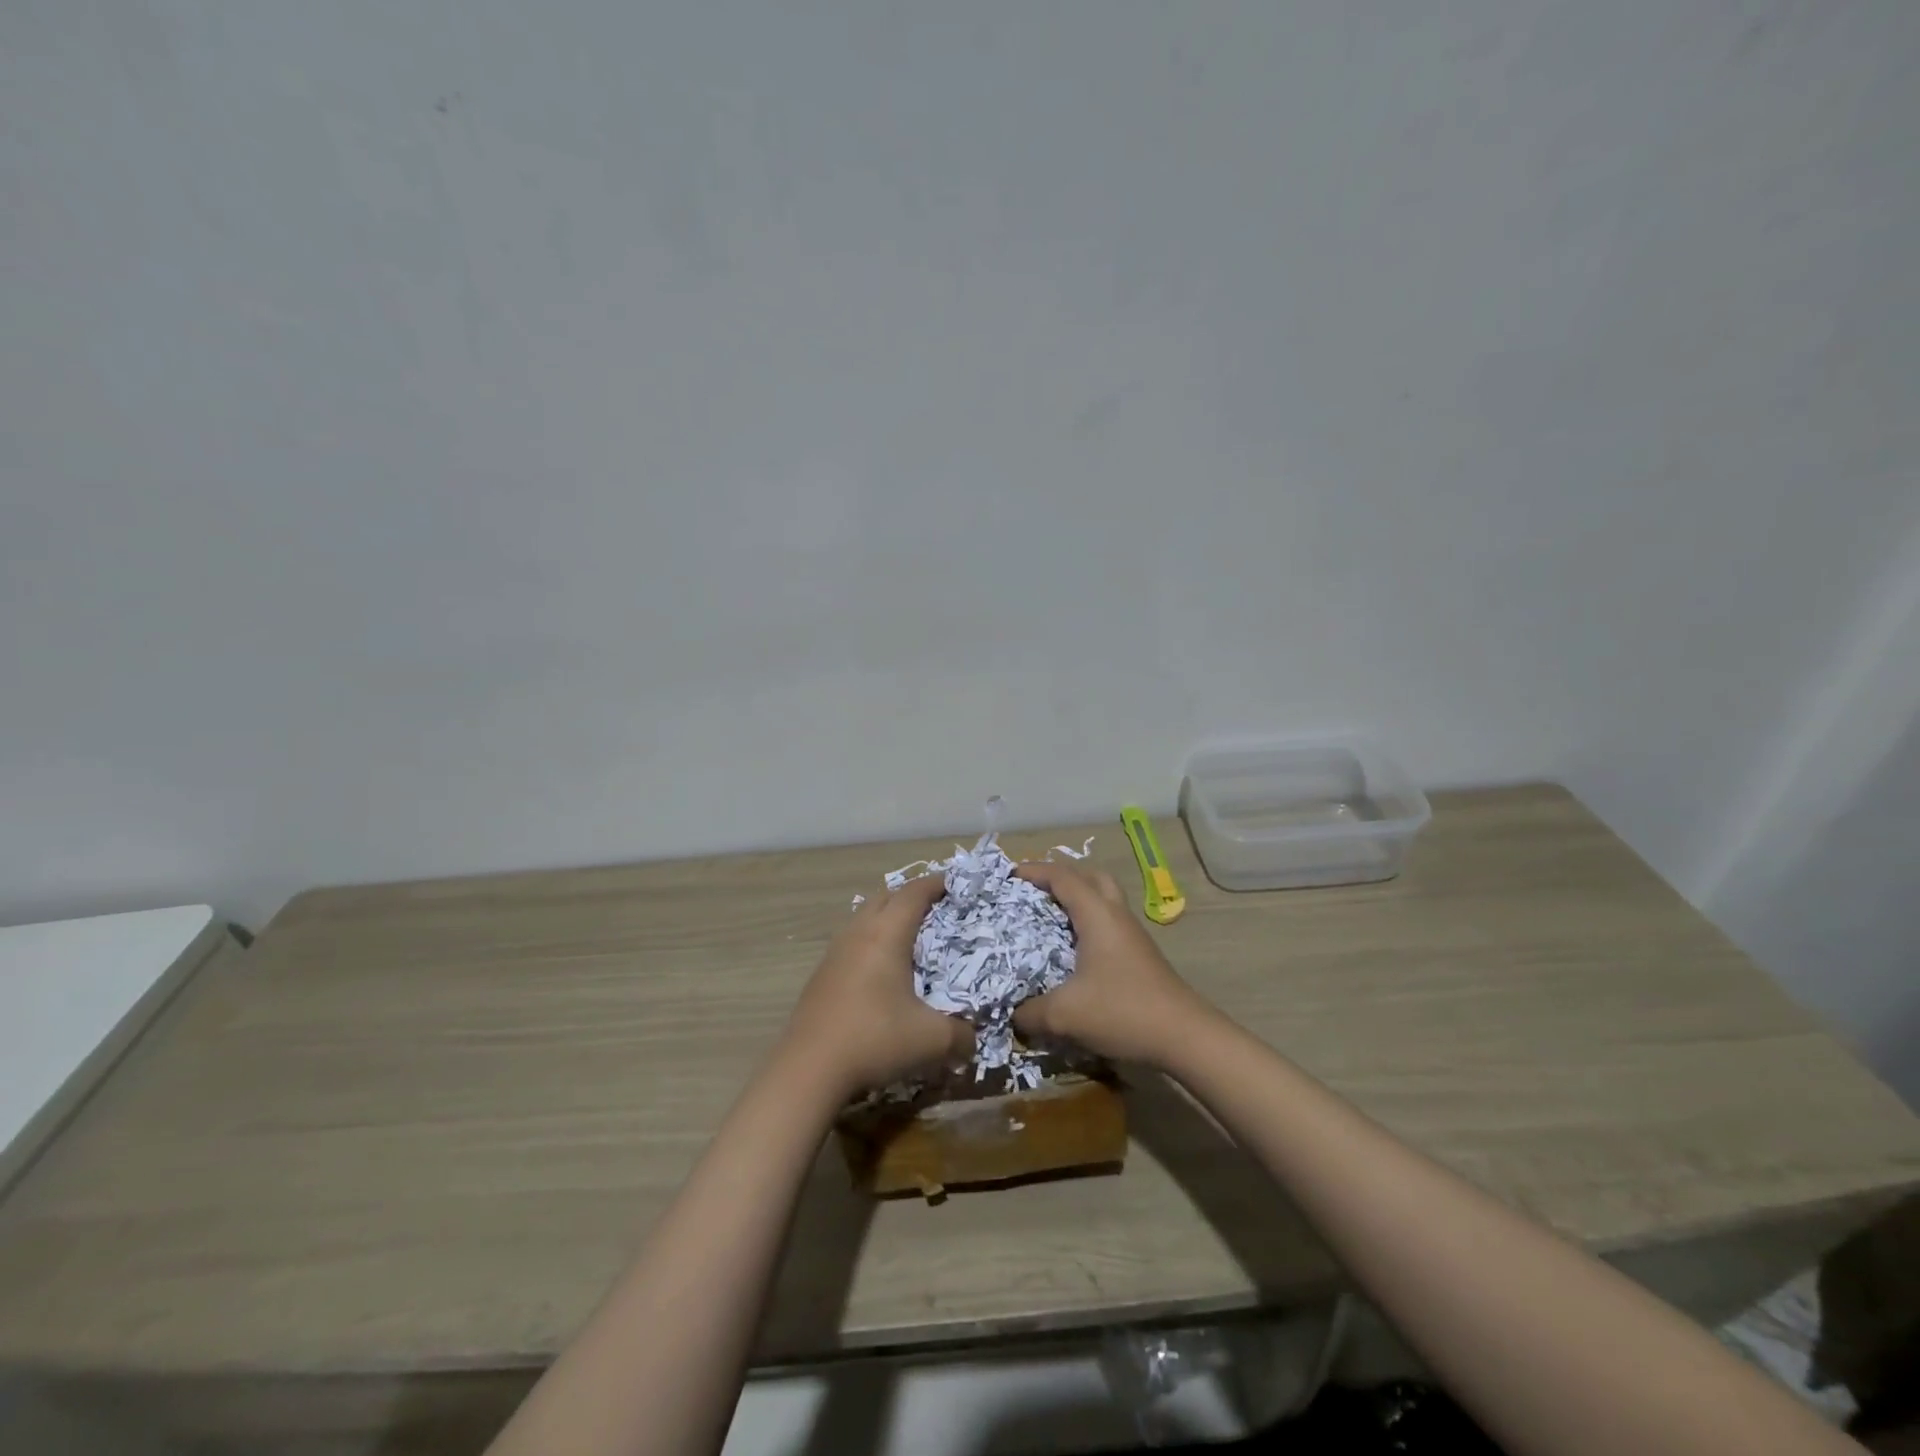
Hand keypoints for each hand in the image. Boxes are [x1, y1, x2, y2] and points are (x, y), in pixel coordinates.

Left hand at [783, 875, 973, 1098]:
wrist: (808, 1070)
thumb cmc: (875, 1039)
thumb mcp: (932, 1040)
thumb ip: (962, 1036)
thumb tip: (972, 1040)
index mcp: (886, 935)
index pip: (913, 893)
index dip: (935, 883)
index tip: (954, 882)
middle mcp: (858, 934)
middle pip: (885, 897)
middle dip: (910, 895)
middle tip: (935, 907)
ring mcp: (834, 954)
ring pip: (863, 918)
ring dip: (886, 918)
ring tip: (908, 937)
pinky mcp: (820, 976)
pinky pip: (851, 943)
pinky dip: (870, 942)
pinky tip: (879, 972)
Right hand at [1011, 862, 1211, 1066]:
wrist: (1185, 1036)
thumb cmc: (1123, 1011)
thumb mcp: (1065, 1015)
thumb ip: (1031, 1013)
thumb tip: (1011, 1014)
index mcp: (1097, 914)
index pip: (1063, 877)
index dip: (1035, 871)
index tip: (1009, 875)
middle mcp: (1116, 915)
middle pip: (1091, 877)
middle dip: (1062, 877)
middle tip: (1036, 890)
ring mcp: (1132, 935)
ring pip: (1104, 900)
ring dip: (1079, 899)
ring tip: (1051, 917)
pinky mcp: (1140, 955)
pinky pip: (1109, 923)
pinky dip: (1089, 923)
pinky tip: (1074, 951)